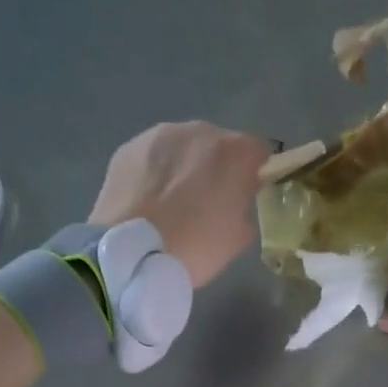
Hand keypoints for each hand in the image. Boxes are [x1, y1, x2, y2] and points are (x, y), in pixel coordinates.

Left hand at [89, 121, 268, 287]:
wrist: (131, 255)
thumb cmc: (196, 247)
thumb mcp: (239, 238)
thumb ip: (245, 207)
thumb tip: (235, 200)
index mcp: (234, 152)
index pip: (260, 151)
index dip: (256, 172)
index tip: (247, 194)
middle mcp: (199, 131)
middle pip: (218, 144)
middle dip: (218, 166)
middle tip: (208, 200)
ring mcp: (159, 135)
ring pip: (183, 146)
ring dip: (185, 165)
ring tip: (173, 199)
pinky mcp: (128, 147)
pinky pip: (153, 156)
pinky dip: (156, 171)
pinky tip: (149, 199)